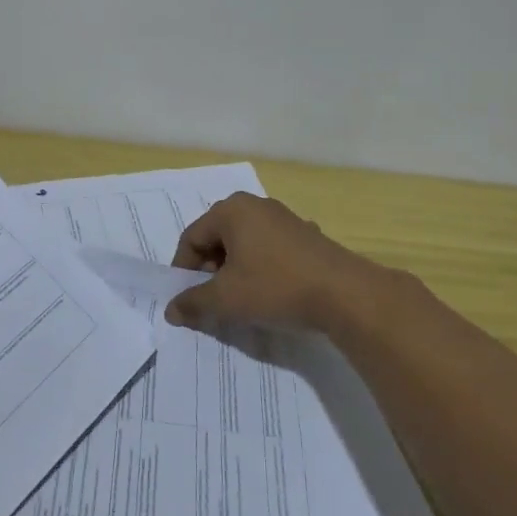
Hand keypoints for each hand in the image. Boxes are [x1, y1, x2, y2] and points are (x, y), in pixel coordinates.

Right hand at [167, 192, 396, 333]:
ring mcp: (284, 218)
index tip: (187, 298)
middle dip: (210, 269)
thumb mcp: (227, 299)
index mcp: (231, 210)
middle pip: (217, 237)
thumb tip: (171, 310)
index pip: (192, 237)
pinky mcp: (305, 235)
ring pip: (244, 243)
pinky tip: (271, 292)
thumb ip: (194, 302)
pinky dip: (261, 268)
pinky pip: (269, 249)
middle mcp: (255, 205)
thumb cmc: (276, 287)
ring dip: (235, 270)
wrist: (345, 294)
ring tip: (241, 299)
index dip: (183, 269)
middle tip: (214, 299)